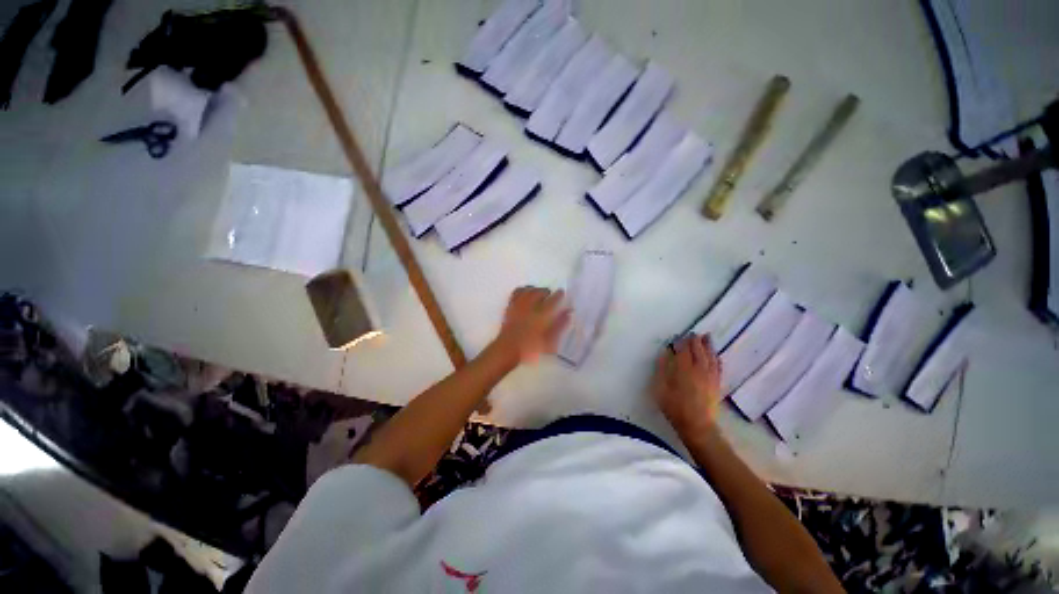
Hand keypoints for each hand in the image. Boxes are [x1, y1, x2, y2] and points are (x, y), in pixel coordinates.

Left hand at [494, 287, 570, 363]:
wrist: (508, 350)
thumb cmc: (531, 348)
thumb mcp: (550, 341)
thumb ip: (560, 326)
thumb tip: (568, 313)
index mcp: (542, 314)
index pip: (553, 299)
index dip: (559, 295)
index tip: (561, 293)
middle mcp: (530, 306)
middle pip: (540, 291)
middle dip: (546, 292)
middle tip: (550, 296)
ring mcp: (519, 305)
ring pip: (528, 290)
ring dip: (535, 289)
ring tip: (538, 294)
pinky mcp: (510, 306)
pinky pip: (516, 292)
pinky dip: (523, 290)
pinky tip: (525, 294)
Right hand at [652, 334, 722, 436]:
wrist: (698, 426)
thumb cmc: (675, 408)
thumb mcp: (661, 389)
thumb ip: (662, 369)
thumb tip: (665, 354)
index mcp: (684, 370)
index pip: (683, 351)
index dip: (681, 343)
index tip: (678, 336)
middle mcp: (699, 370)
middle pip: (698, 351)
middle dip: (695, 341)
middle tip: (693, 333)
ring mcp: (710, 377)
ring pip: (710, 357)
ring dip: (708, 346)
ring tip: (707, 337)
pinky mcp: (717, 384)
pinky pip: (718, 367)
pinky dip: (716, 358)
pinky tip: (716, 354)